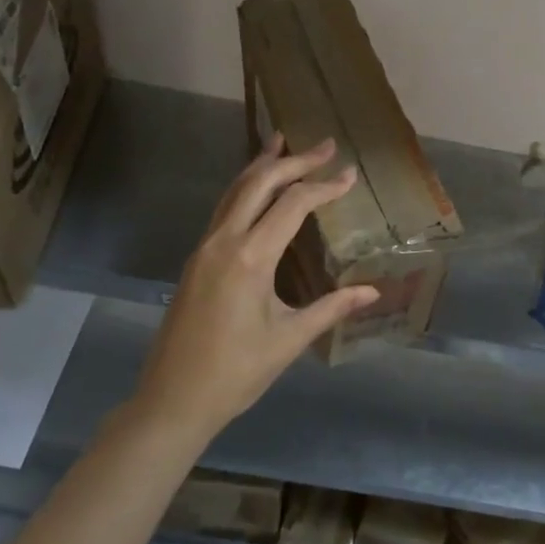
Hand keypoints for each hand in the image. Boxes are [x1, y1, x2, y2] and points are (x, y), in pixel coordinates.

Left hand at [132, 134, 379, 438]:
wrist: (171, 401)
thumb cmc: (235, 374)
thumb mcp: (288, 340)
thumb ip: (331, 308)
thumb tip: (373, 291)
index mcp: (249, 259)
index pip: (292, 205)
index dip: (323, 187)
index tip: (350, 175)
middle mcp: (223, 242)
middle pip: (259, 183)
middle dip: (293, 161)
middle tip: (324, 146)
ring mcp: (204, 248)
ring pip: (234, 191)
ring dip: (262, 166)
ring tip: (283, 142)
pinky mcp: (196, 260)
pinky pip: (223, 209)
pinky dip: (244, 188)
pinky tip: (257, 188)